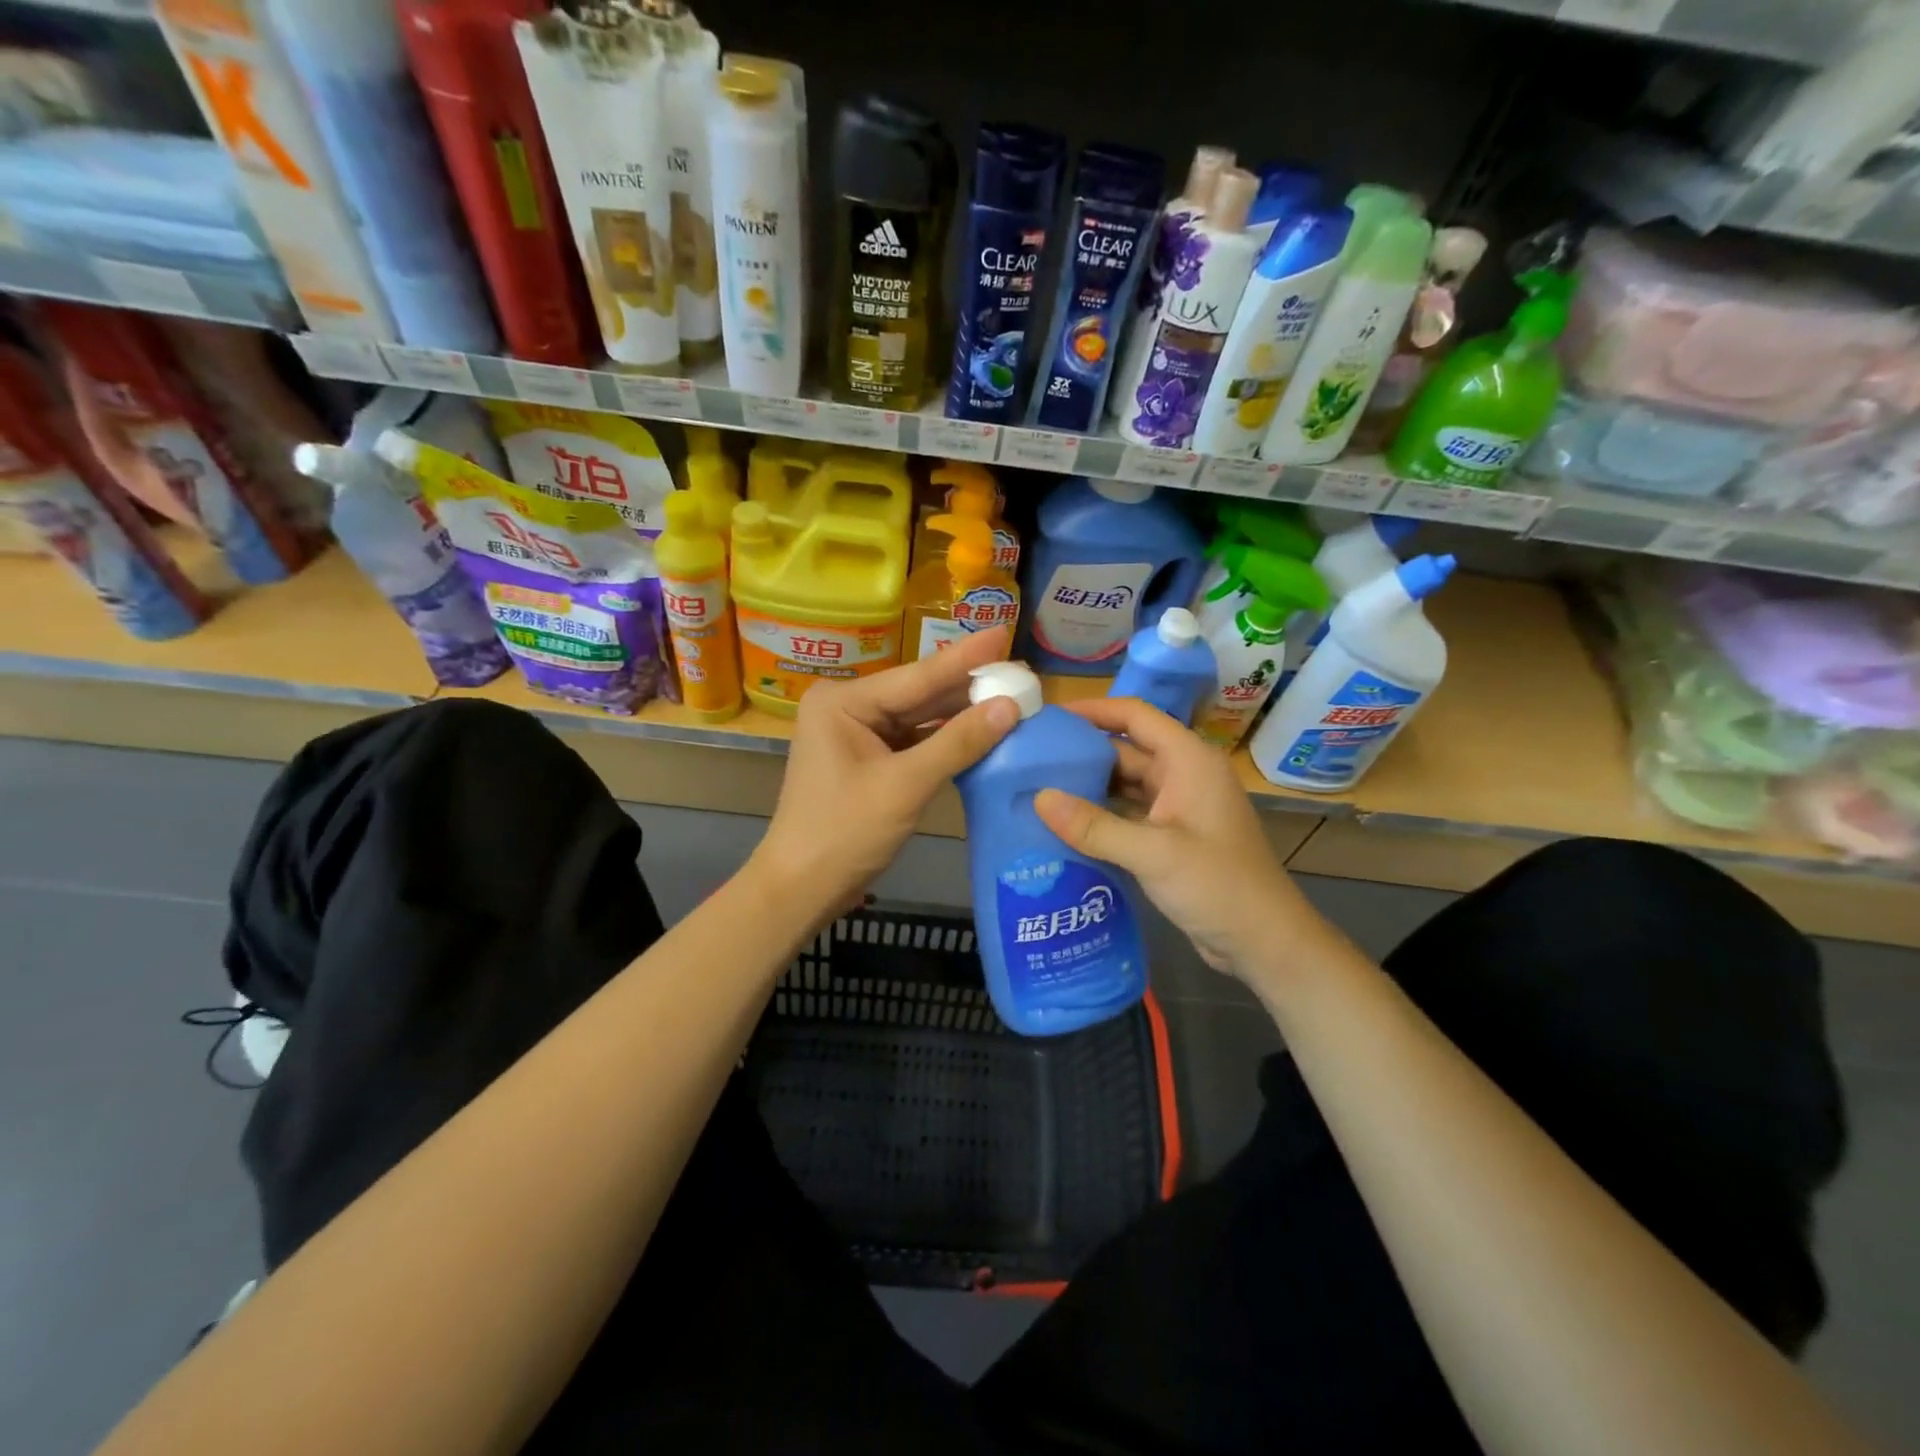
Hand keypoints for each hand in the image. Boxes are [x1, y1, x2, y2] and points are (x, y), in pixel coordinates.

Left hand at [752, 627, 1018, 917]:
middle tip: (1019, 672)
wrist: (802, 888)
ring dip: (961, 714)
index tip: (1002, 632)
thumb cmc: (845, 832)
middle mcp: (848, 708)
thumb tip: (1009, 707)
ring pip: (919, 718)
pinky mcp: (869, 760)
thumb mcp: (906, 785)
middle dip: (968, 687)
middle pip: (919, 694)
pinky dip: (946, 740)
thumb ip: (958, 742)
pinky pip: (914, 741)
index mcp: (843, 701)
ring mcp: (857, 734)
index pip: (917, 676)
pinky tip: (982, 730)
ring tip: (1011, 695)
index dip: (965, 658)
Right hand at [1035, 696, 1326, 986]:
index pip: (1136, 716)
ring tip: (1036, 790)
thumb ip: (1095, 826)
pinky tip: (1063, 826)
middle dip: (1081, 753)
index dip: (1093, 710)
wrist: (1265, 943)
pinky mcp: (1170, 838)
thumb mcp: (1154, 853)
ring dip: (1087, 788)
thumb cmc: (1218, 886)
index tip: (1049, 717)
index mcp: (1188, 761)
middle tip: (1029, 760)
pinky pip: (1127, 815)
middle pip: (1125, 750)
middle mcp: (1183, 776)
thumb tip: (1038, 798)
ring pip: (1124, 785)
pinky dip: (1099, 817)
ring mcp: (1177, 808)